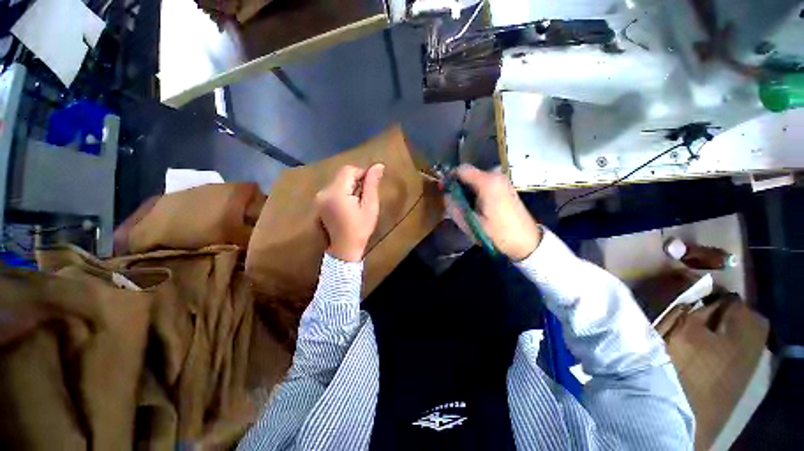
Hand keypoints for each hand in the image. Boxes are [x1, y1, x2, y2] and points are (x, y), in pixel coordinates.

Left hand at [316, 164, 384, 261]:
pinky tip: (348, 206)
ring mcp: (319, 198)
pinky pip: (332, 190)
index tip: (371, 186)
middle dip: (356, 181)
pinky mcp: (318, 203)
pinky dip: (342, 193)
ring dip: (349, 187)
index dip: (362, 173)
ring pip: (337, 182)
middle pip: (342, 175)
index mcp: (336, 192)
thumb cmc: (360, 229)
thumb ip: (372, 184)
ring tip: (358, 202)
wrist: (344, 249)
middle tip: (365, 196)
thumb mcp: (370, 206)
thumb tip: (378, 165)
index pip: (348, 170)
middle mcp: (324, 192)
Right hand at [450, 164, 540, 260]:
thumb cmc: (498, 234)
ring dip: (467, 190)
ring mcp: (503, 180)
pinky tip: (478, 206)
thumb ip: (454, 207)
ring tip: (467, 208)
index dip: (449, 178)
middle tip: (455, 204)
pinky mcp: (505, 186)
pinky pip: (484, 183)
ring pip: (476, 179)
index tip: (444, 191)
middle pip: (469, 174)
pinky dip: (476, 191)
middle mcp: (496, 176)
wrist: (526, 241)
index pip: (461, 169)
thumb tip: (445, 195)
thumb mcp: (470, 223)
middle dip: (459, 186)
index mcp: (487, 183)